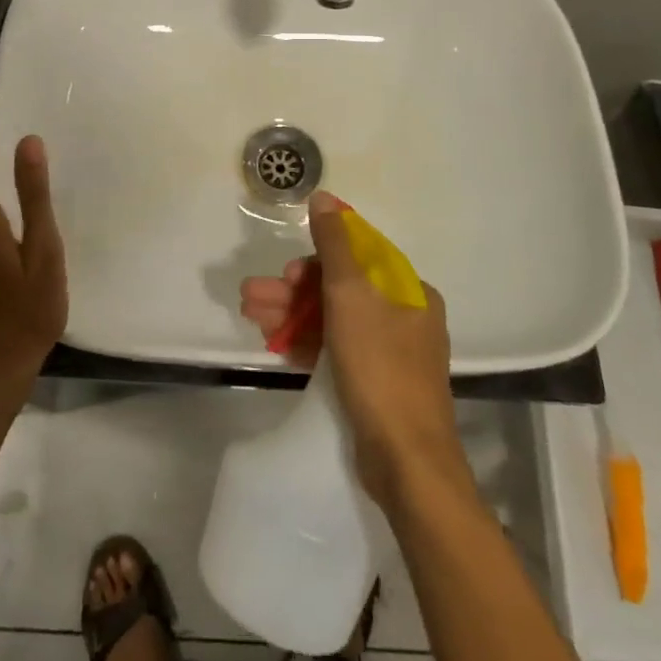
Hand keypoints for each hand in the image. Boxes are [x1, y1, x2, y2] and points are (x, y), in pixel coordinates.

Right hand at [240, 192, 464, 509]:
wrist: (407, 464)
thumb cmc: (380, 367)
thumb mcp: (351, 296)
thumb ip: (334, 244)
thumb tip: (324, 197)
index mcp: (410, 291)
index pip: (358, 258)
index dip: (318, 259)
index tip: (288, 270)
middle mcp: (404, 318)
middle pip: (340, 290)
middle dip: (293, 290)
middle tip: (253, 295)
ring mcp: (390, 355)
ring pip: (333, 321)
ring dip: (291, 315)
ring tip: (250, 314)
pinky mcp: (374, 386)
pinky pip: (335, 351)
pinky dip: (305, 344)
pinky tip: (272, 343)